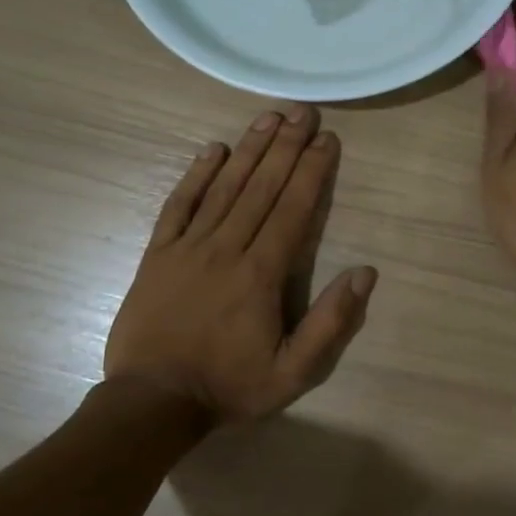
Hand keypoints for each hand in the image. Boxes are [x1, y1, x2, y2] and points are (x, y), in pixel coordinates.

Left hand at [105, 105, 376, 427]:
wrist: (151, 404)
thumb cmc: (228, 387)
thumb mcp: (293, 373)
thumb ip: (331, 323)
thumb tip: (365, 273)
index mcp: (261, 274)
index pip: (293, 210)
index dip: (312, 171)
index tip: (326, 139)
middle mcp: (227, 249)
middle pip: (261, 188)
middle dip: (286, 146)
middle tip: (302, 111)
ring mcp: (187, 248)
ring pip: (224, 189)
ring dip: (248, 151)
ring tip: (268, 119)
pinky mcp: (156, 255)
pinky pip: (177, 207)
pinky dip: (195, 176)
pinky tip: (210, 151)